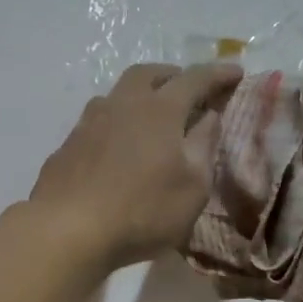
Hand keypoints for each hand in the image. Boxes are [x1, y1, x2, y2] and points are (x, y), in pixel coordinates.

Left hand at [28, 62, 243, 273]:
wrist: (66, 229)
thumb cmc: (142, 211)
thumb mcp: (193, 187)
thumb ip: (204, 146)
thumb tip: (208, 116)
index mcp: (160, 110)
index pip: (194, 79)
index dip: (218, 74)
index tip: (236, 71)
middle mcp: (122, 105)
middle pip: (148, 74)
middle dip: (173, 75)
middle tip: (188, 88)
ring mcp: (89, 122)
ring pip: (118, 94)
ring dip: (140, 95)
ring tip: (151, 115)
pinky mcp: (68, 144)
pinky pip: (98, 120)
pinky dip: (117, 122)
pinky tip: (118, 146)